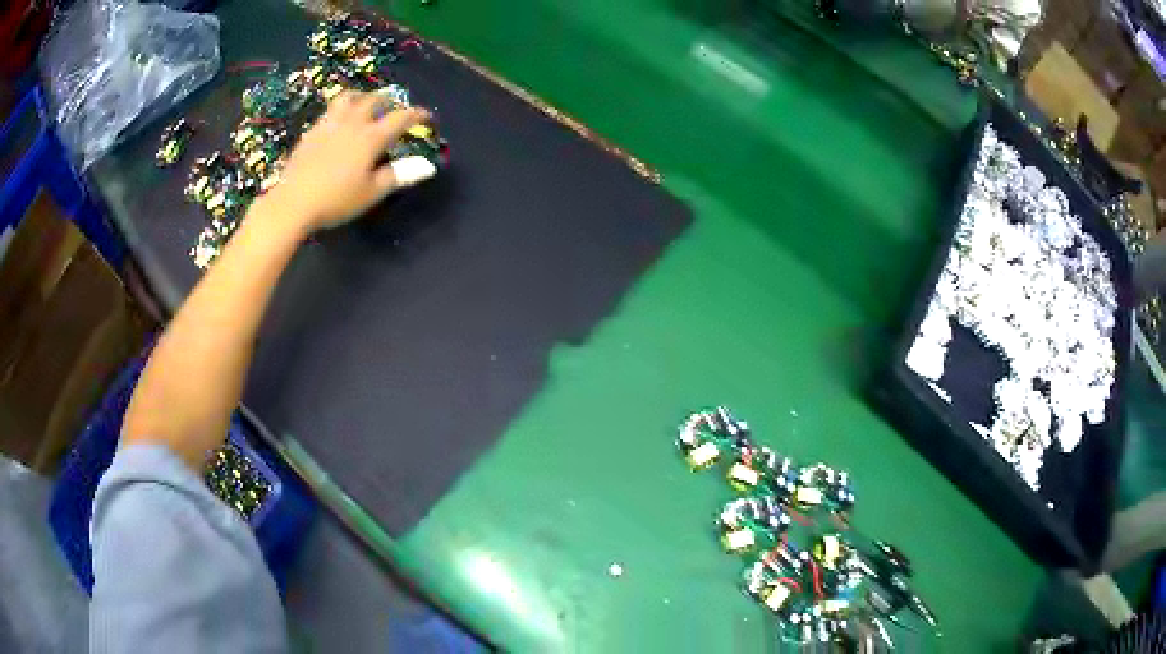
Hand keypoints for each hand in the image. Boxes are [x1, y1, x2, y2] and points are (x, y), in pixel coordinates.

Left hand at [258, 91, 435, 233]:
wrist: (293, 203)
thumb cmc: (336, 200)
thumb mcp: (371, 193)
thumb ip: (398, 176)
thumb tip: (426, 166)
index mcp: (371, 137)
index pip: (400, 118)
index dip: (416, 115)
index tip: (426, 117)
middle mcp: (352, 123)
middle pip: (374, 100)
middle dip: (388, 101)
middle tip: (394, 109)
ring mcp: (329, 125)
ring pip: (348, 98)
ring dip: (362, 97)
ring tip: (365, 104)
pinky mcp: (311, 132)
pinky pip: (330, 111)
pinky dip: (341, 110)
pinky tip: (339, 122)